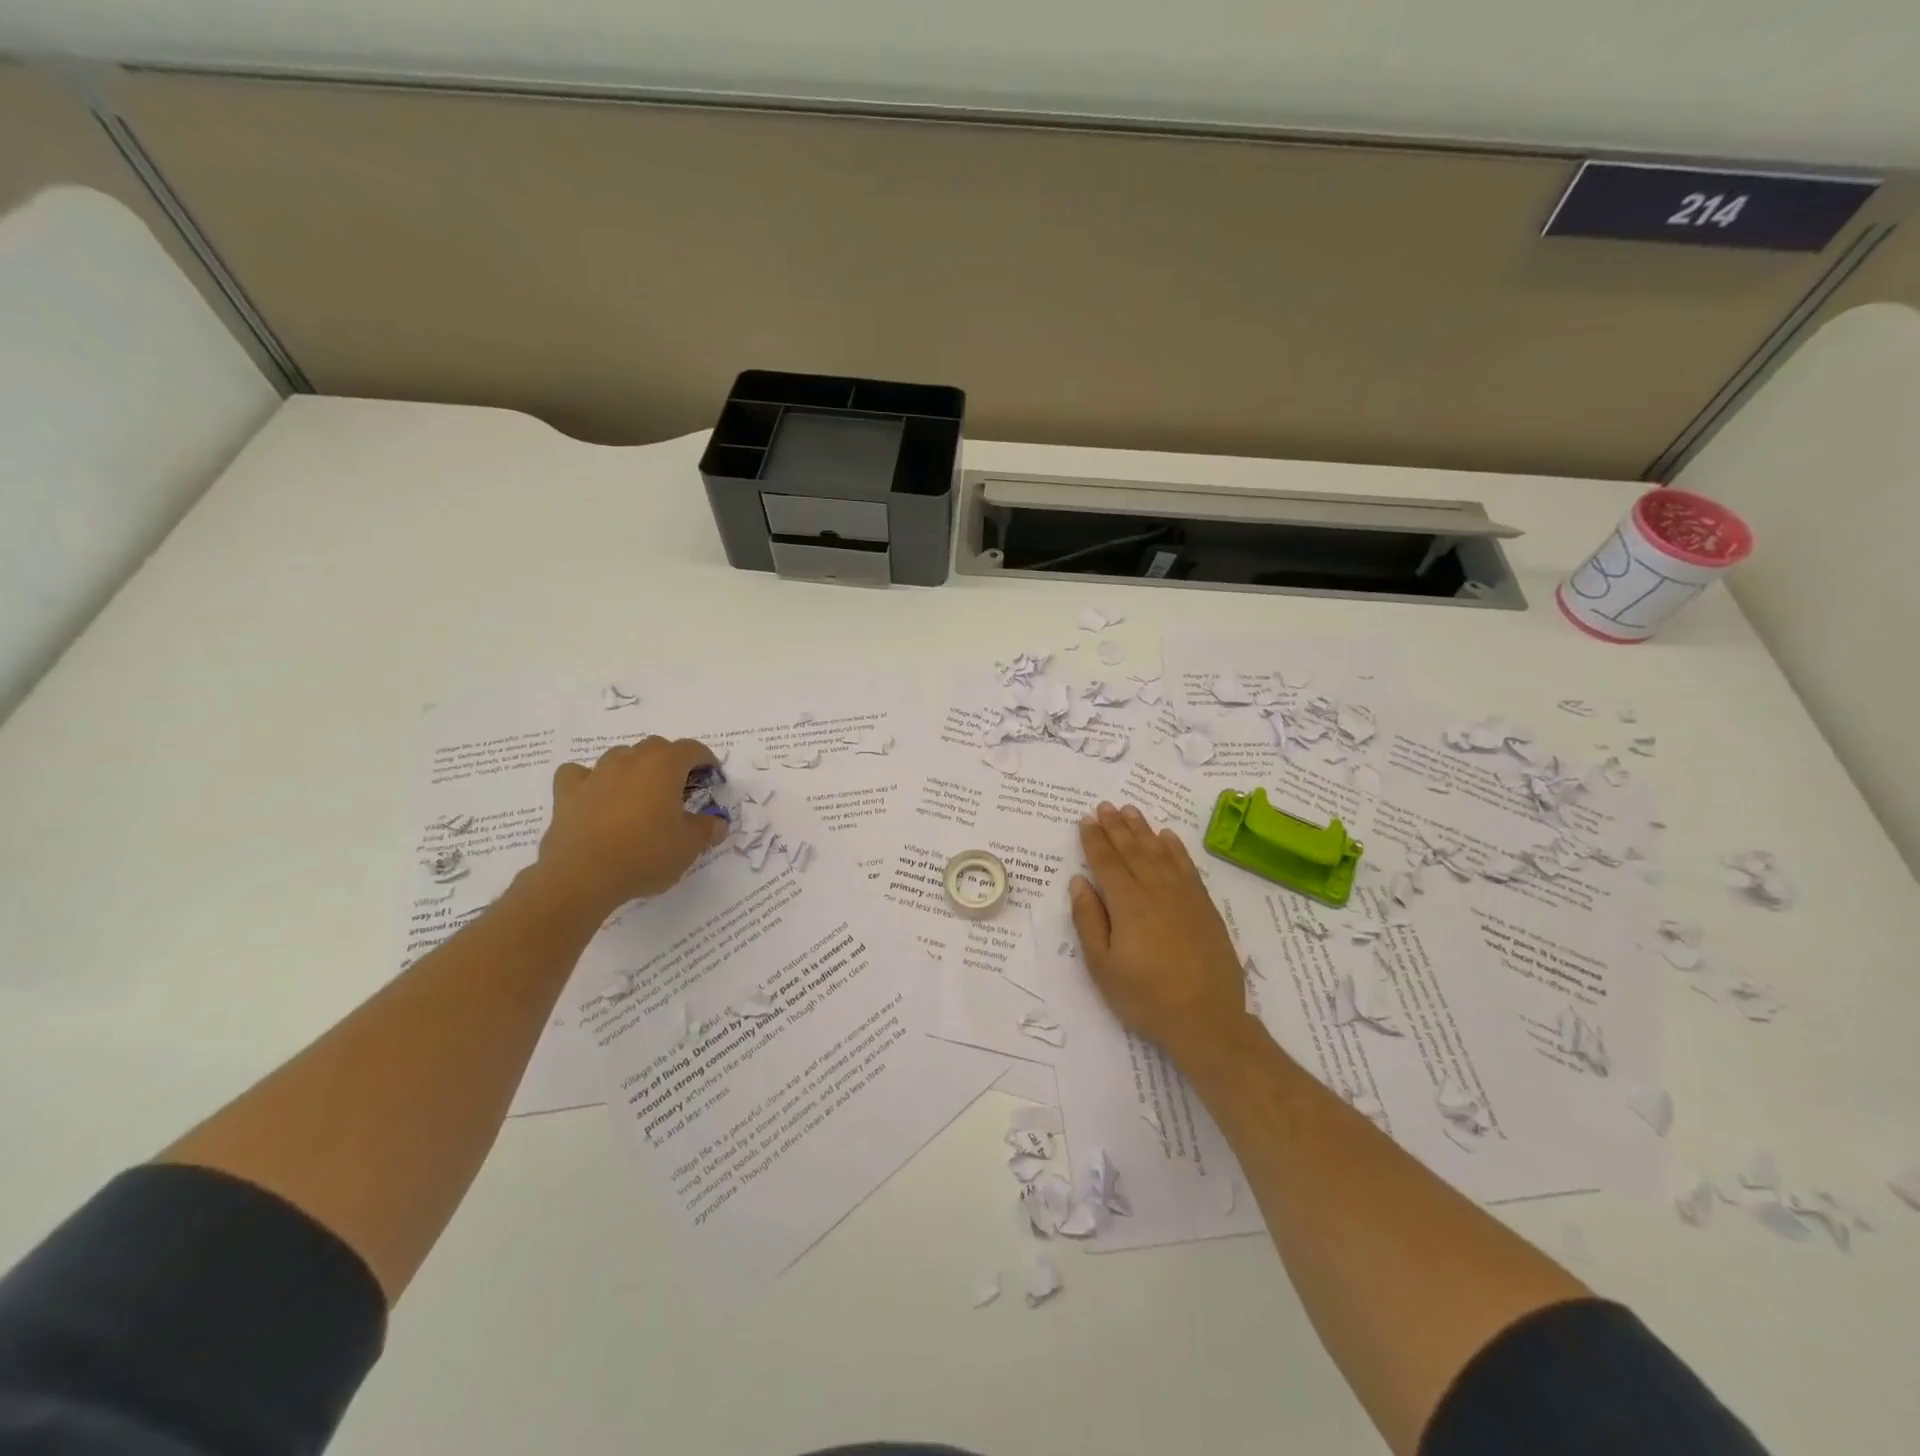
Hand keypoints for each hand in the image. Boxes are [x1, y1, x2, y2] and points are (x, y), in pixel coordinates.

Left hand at [527, 737, 728, 920]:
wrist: (582, 876)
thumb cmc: (644, 855)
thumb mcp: (689, 847)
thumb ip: (707, 829)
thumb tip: (717, 823)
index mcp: (664, 766)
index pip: (692, 749)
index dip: (705, 760)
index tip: (711, 777)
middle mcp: (630, 760)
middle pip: (656, 747)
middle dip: (671, 761)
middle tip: (679, 788)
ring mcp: (596, 774)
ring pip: (620, 756)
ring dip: (634, 767)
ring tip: (640, 793)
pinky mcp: (567, 792)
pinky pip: (580, 774)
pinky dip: (590, 779)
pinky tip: (595, 795)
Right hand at [1069, 801, 1247, 1059]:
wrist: (1207, 1020)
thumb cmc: (1145, 997)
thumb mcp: (1102, 966)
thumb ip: (1089, 920)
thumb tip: (1079, 882)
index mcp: (1127, 903)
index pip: (1106, 862)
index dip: (1094, 839)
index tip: (1085, 819)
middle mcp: (1156, 890)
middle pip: (1132, 850)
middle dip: (1116, 826)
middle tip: (1105, 805)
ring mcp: (1184, 896)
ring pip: (1160, 852)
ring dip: (1143, 829)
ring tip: (1130, 810)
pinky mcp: (1205, 907)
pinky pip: (1187, 866)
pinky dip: (1175, 848)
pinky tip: (1168, 837)